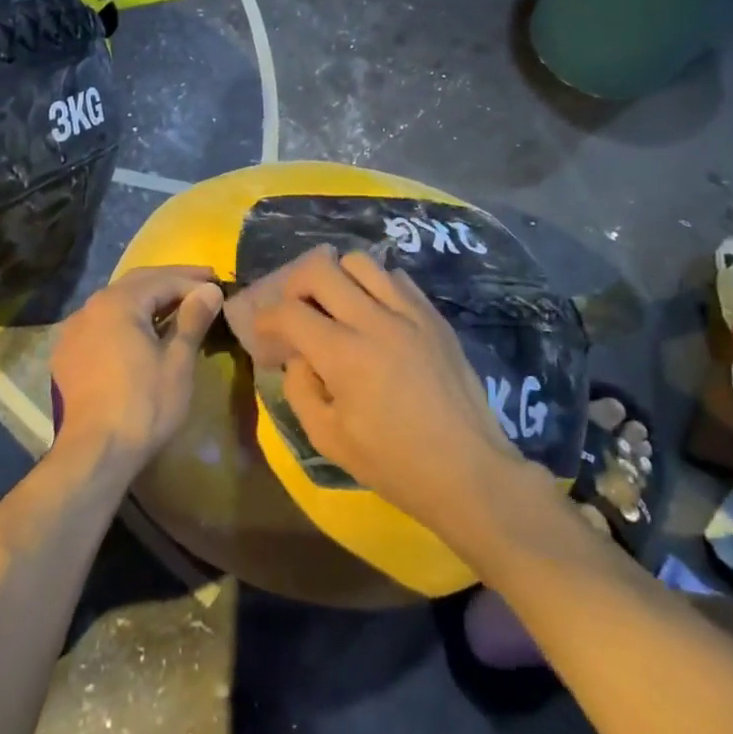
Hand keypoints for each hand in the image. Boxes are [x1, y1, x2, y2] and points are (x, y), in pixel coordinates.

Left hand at [49, 266, 222, 469]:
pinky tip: (141, 332)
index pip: (162, 280)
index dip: (193, 281)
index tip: (218, 284)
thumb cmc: (144, 405)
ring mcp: (73, 331)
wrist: (94, 453)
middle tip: (202, 282)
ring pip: (116, 303)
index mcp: (117, 303)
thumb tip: (210, 290)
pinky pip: (101, 324)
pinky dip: (125, 320)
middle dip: (170, 281)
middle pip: (136, 283)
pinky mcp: (67, 355)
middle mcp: (90, 307)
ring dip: (147, 299)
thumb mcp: (178, 362)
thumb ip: (193, 319)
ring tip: (176, 305)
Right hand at [252, 247, 527, 533]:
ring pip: (360, 262)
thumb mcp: (328, 439)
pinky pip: (396, 278)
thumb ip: (300, 389)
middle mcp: (375, 322)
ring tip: (335, 306)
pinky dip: (374, 286)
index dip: (265, 319)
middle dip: (294, 285)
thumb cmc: (394, 464)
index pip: (288, 312)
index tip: (263, 334)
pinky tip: (373, 314)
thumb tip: (298, 356)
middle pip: (320, 268)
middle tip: (294, 310)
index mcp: (344, 356)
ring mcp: (410, 314)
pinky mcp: (434, 317)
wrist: (468, 471)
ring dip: (336, 278)